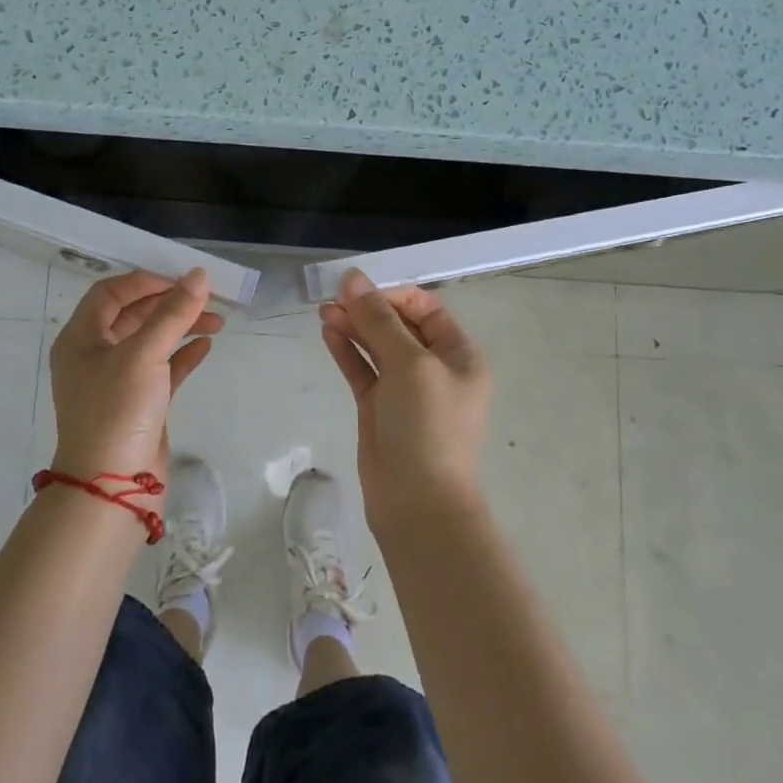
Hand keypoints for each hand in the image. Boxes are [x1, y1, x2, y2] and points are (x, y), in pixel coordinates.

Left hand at [49, 269, 221, 489]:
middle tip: (207, 300)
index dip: (146, 281)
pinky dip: (182, 355)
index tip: (182, 283)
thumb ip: (173, 313)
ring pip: (151, 342)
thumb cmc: (118, 410)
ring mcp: (116, 381)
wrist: (111, 488)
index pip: (111, 293)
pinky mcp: (138, 404)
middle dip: (170, 305)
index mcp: (81, 337)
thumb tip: (199, 276)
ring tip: (217, 322)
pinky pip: (161, 369)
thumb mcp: (144, 355)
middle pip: (133, 315)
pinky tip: (205, 347)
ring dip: (181, 328)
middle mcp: (94, 355)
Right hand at [319, 269, 491, 535]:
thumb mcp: (409, 364)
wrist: (418, 503)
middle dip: (368, 308)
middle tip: (332, 296)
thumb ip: (379, 320)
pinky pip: (362, 369)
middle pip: (398, 325)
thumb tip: (353, 278)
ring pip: (376, 346)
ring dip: (353, 326)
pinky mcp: (378, 408)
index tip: (359, 288)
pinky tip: (328, 332)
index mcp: (458, 355)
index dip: (393, 294)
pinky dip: (346, 350)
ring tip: (324, 310)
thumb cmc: (427, 426)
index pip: (426, 308)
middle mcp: (434, 368)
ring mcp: (405, 389)